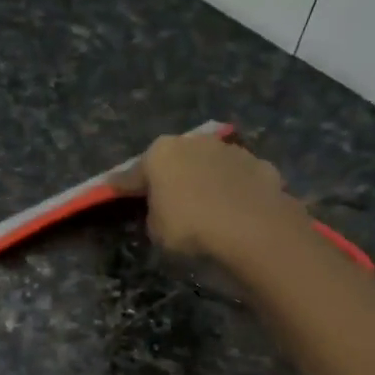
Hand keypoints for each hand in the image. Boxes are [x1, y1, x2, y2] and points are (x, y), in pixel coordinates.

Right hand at [111, 132, 299, 261]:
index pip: (132, 174)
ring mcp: (231, 150)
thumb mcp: (156, 230)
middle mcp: (194, 142)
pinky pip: (237, 179)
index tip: (112, 191)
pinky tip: (235, 210)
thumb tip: (163, 208)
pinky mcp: (262, 165)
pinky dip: (234, 190)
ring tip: (205, 205)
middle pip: (175, 161)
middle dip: (169, 177)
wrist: (255, 231)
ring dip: (204, 180)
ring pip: (209, 165)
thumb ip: (154, 213)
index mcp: (160, 154)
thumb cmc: (192, 229)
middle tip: (165, 199)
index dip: (122, 187)